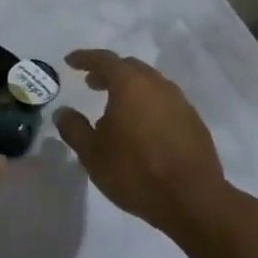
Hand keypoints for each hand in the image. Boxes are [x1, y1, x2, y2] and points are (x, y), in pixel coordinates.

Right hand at [54, 50, 239, 240]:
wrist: (192, 199)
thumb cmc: (135, 171)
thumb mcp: (92, 154)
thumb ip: (74, 128)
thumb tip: (63, 112)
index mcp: (130, 85)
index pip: (104, 59)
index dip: (85, 58)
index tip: (71, 62)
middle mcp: (158, 85)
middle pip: (130, 67)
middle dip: (109, 72)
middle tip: (92, 83)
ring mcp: (180, 102)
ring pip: (150, 83)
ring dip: (130, 88)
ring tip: (115, 108)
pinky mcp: (194, 121)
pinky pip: (165, 102)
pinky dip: (148, 104)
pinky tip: (142, 127)